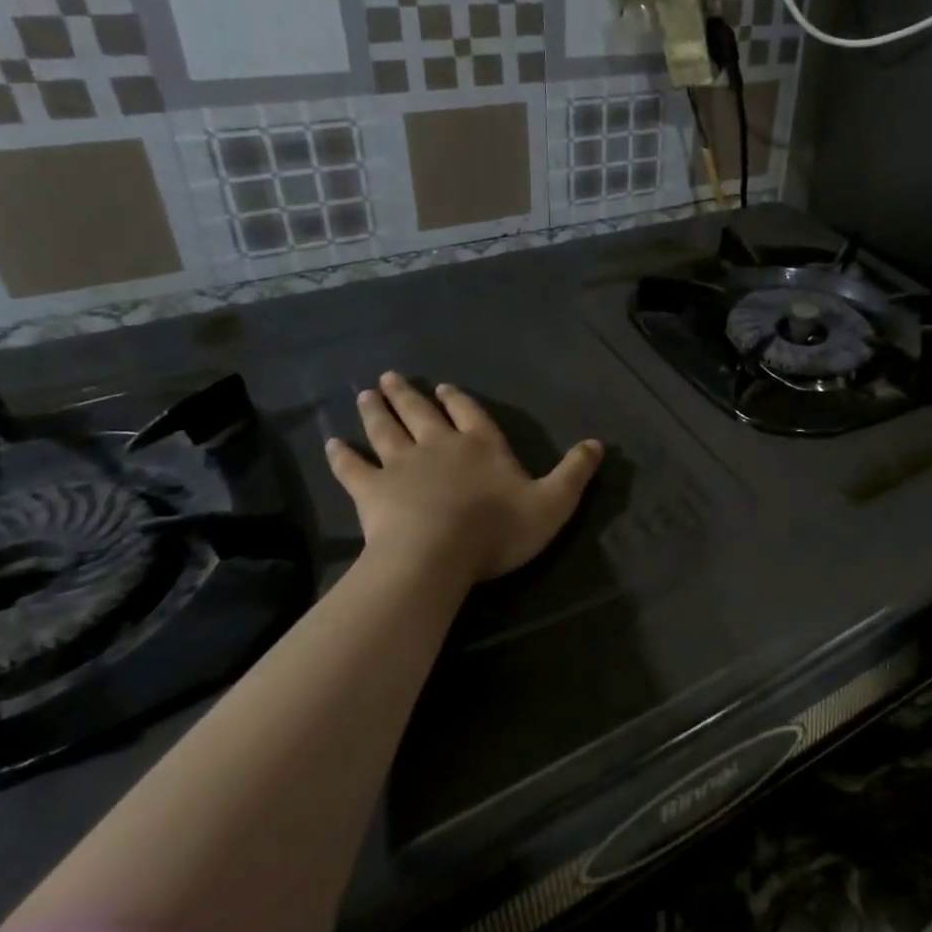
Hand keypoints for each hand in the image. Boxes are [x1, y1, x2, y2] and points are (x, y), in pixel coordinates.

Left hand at [324, 373, 603, 586]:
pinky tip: (332, 444)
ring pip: (385, 430)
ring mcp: (401, 465)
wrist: (436, 554)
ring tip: (366, 394)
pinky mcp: (371, 490)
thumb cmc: (498, 529)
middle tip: (390, 377)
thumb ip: (575, 472)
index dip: (458, 400)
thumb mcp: (553, 502)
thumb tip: (599, 443)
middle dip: (408, 395)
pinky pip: (353, 468)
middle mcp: (440, 445)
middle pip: (421, 413)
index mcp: (481, 445)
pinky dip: (342, 456)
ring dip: (376, 412)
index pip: (470, 413)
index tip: (443, 387)